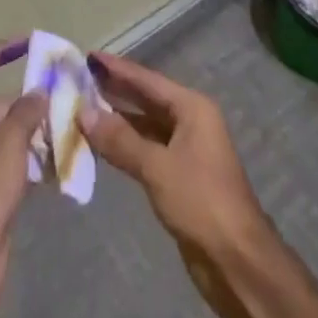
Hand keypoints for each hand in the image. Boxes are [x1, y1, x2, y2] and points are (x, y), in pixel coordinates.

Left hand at [0, 37, 46, 317]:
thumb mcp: (8, 139)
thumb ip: (27, 110)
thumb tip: (39, 91)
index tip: (27, 44)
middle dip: (29, 97)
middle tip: (64, 90)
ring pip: (11, 135)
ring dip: (37, 129)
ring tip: (72, 122)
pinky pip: (16, 164)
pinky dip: (37, 159)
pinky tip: (64, 158)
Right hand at [80, 51, 274, 317]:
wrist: (237, 261)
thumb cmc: (201, 202)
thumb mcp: (157, 167)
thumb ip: (120, 140)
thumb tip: (84, 113)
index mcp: (192, 108)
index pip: (147, 80)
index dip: (118, 68)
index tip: (89, 56)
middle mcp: (190, 122)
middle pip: (147, 99)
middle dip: (115, 91)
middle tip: (80, 79)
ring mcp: (186, 150)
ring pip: (145, 126)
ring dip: (118, 120)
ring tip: (83, 109)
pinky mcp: (179, 177)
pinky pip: (147, 150)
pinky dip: (126, 146)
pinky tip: (103, 145)